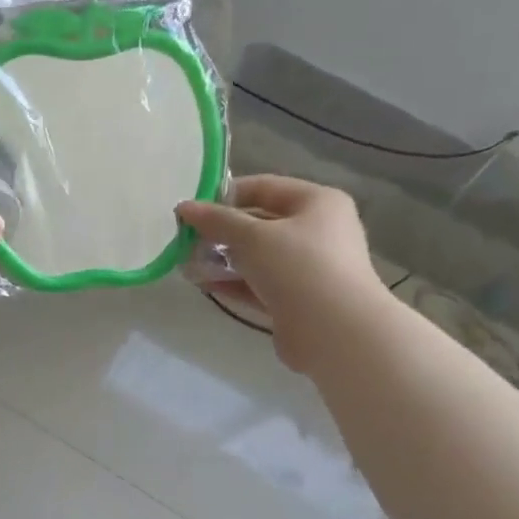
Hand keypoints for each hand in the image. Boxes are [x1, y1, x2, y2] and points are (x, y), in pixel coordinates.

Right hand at [177, 175, 392, 371]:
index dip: (226, 195)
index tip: (192, 208)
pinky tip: (203, 283)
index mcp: (317, 203)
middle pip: (259, 223)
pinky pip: (258, 284)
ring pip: (257, 256)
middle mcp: (316, 231)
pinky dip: (232, 282)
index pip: (264, 187)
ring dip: (222, 258)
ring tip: (187, 262)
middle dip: (221, 231)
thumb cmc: (298, 267)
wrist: (334, 331)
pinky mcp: (295, 299)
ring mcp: (307, 268)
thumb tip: (184, 207)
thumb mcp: (252, 236)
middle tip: (185, 238)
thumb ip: (216, 220)